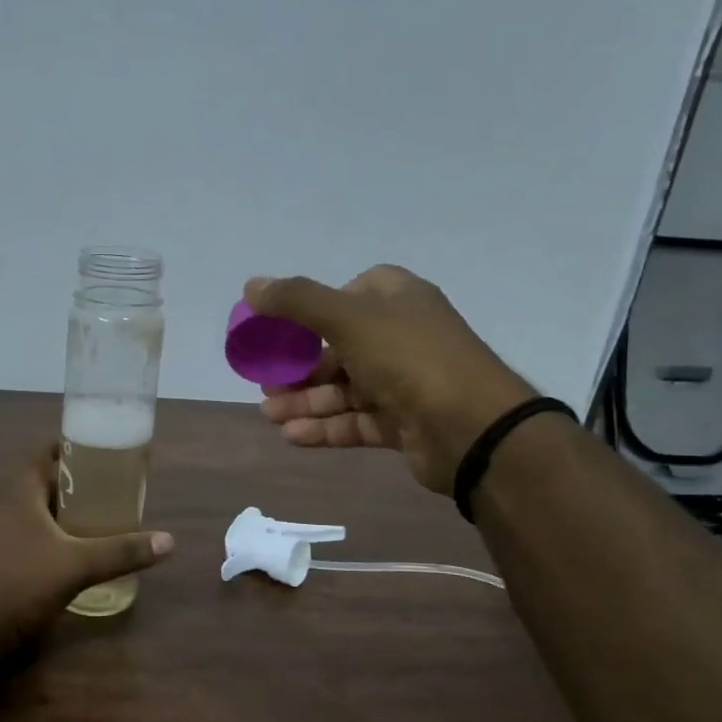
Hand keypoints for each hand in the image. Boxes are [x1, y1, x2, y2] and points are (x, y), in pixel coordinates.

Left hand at [0, 444, 173, 661]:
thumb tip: (169, 541)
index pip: (44, 452)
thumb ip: (121, 551)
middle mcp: (6, 506)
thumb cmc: (20, 582)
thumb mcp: (76, 565)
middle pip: (43, 481)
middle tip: (109, 485)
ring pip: (37, 510)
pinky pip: (31, 534)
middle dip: (75, 481)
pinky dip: (53, 534)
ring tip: (99, 514)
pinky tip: (75, 549)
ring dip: (64, 510)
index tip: (100, 449)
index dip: (70, 447)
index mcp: (20, 493)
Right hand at [245, 266, 538, 493]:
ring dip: (304, 401)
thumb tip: (251, 285)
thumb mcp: (346, 317)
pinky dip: (324, 427)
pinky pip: (354, 421)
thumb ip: (296, 300)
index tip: (283, 330)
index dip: (313, 311)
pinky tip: (291, 436)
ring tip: (269, 414)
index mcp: (396, 299)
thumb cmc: (408, 357)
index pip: (349, 295)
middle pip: (338, 348)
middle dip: (298, 367)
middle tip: (265, 383)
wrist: (470, 426)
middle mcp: (401, 336)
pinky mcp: (402, 422)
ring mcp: (403, 381)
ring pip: (343, 388)